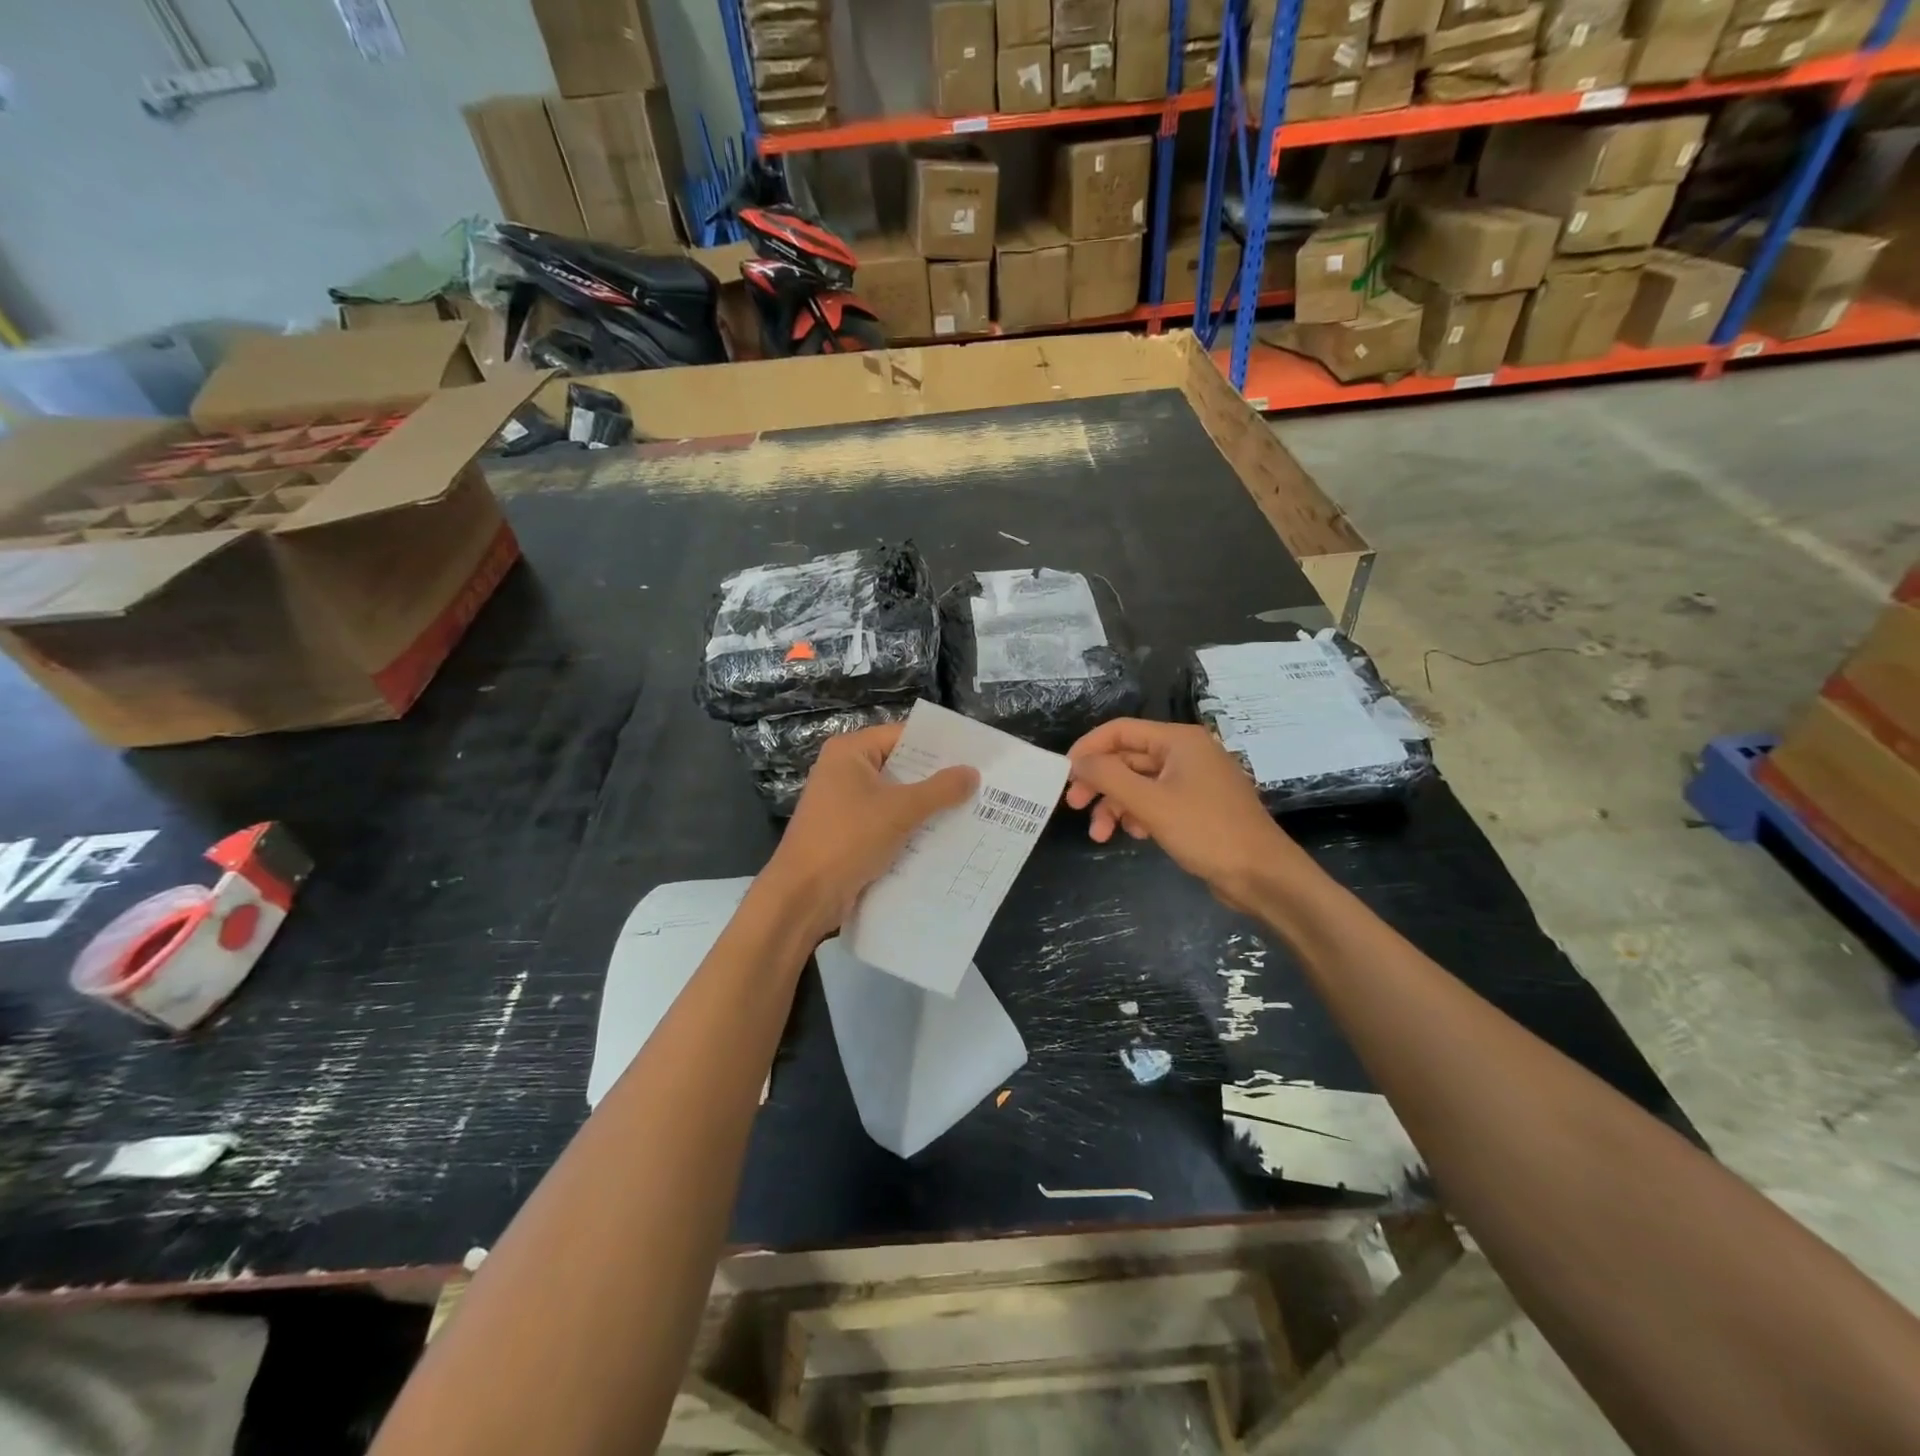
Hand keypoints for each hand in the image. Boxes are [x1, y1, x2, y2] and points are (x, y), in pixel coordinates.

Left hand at [766, 722, 977, 937]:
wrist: (803, 896)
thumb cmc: (848, 839)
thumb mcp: (900, 810)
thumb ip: (940, 789)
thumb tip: (973, 772)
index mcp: (850, 752)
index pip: (903, 736)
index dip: (939, 745)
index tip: (976, 754)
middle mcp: (844, 771)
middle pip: (900, 766)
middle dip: (937, 778)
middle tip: (981, 783)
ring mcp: (844, 804)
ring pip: (896, 798)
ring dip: (927, 807)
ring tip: (972, 809)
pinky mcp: (849, 833)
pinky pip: (887, 823)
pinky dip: (911, 828)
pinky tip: (945, 837)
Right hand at [1065, 719, 1309, 912]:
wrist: (1263, 875)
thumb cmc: (1207, 831)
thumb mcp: (1151, 803)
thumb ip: (1109, 777)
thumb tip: (1077, 762)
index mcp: (1179, 741)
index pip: (1121, 730)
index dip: (1089, 749)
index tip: (1064, 774)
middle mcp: (1186, 753)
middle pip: (1128, 758)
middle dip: (1100, 782)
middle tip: (1075, 806)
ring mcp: (1193, 780)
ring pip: (1139, 784)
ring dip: (1116, 805)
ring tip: (1100, 835)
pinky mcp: (1197, 806)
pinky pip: (1156, 801)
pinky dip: (1139, 814)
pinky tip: (1135, 835)